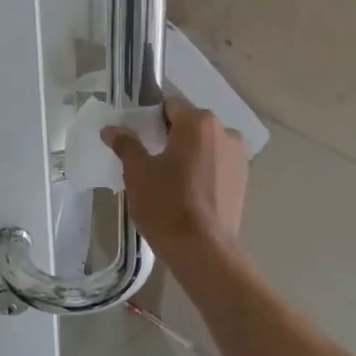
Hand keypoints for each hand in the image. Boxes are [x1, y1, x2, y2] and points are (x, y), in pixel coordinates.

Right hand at [105, 93, 247, 253]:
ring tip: (172, 179)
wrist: (203, 249)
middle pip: (191, 123)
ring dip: (191, 153)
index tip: (140, 139)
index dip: (152, 118)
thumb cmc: (166, 204)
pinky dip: (204, 169)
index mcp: (198, 122)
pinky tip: (190, 192)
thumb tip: (111, 129)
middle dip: (172, 136)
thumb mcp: (138, 173)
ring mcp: (239, 156)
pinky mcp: (245, 179)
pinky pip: (218, 163)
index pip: (171, 105)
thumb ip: (126, 144)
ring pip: (206, 144)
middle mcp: (225, 131)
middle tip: (152, 160)